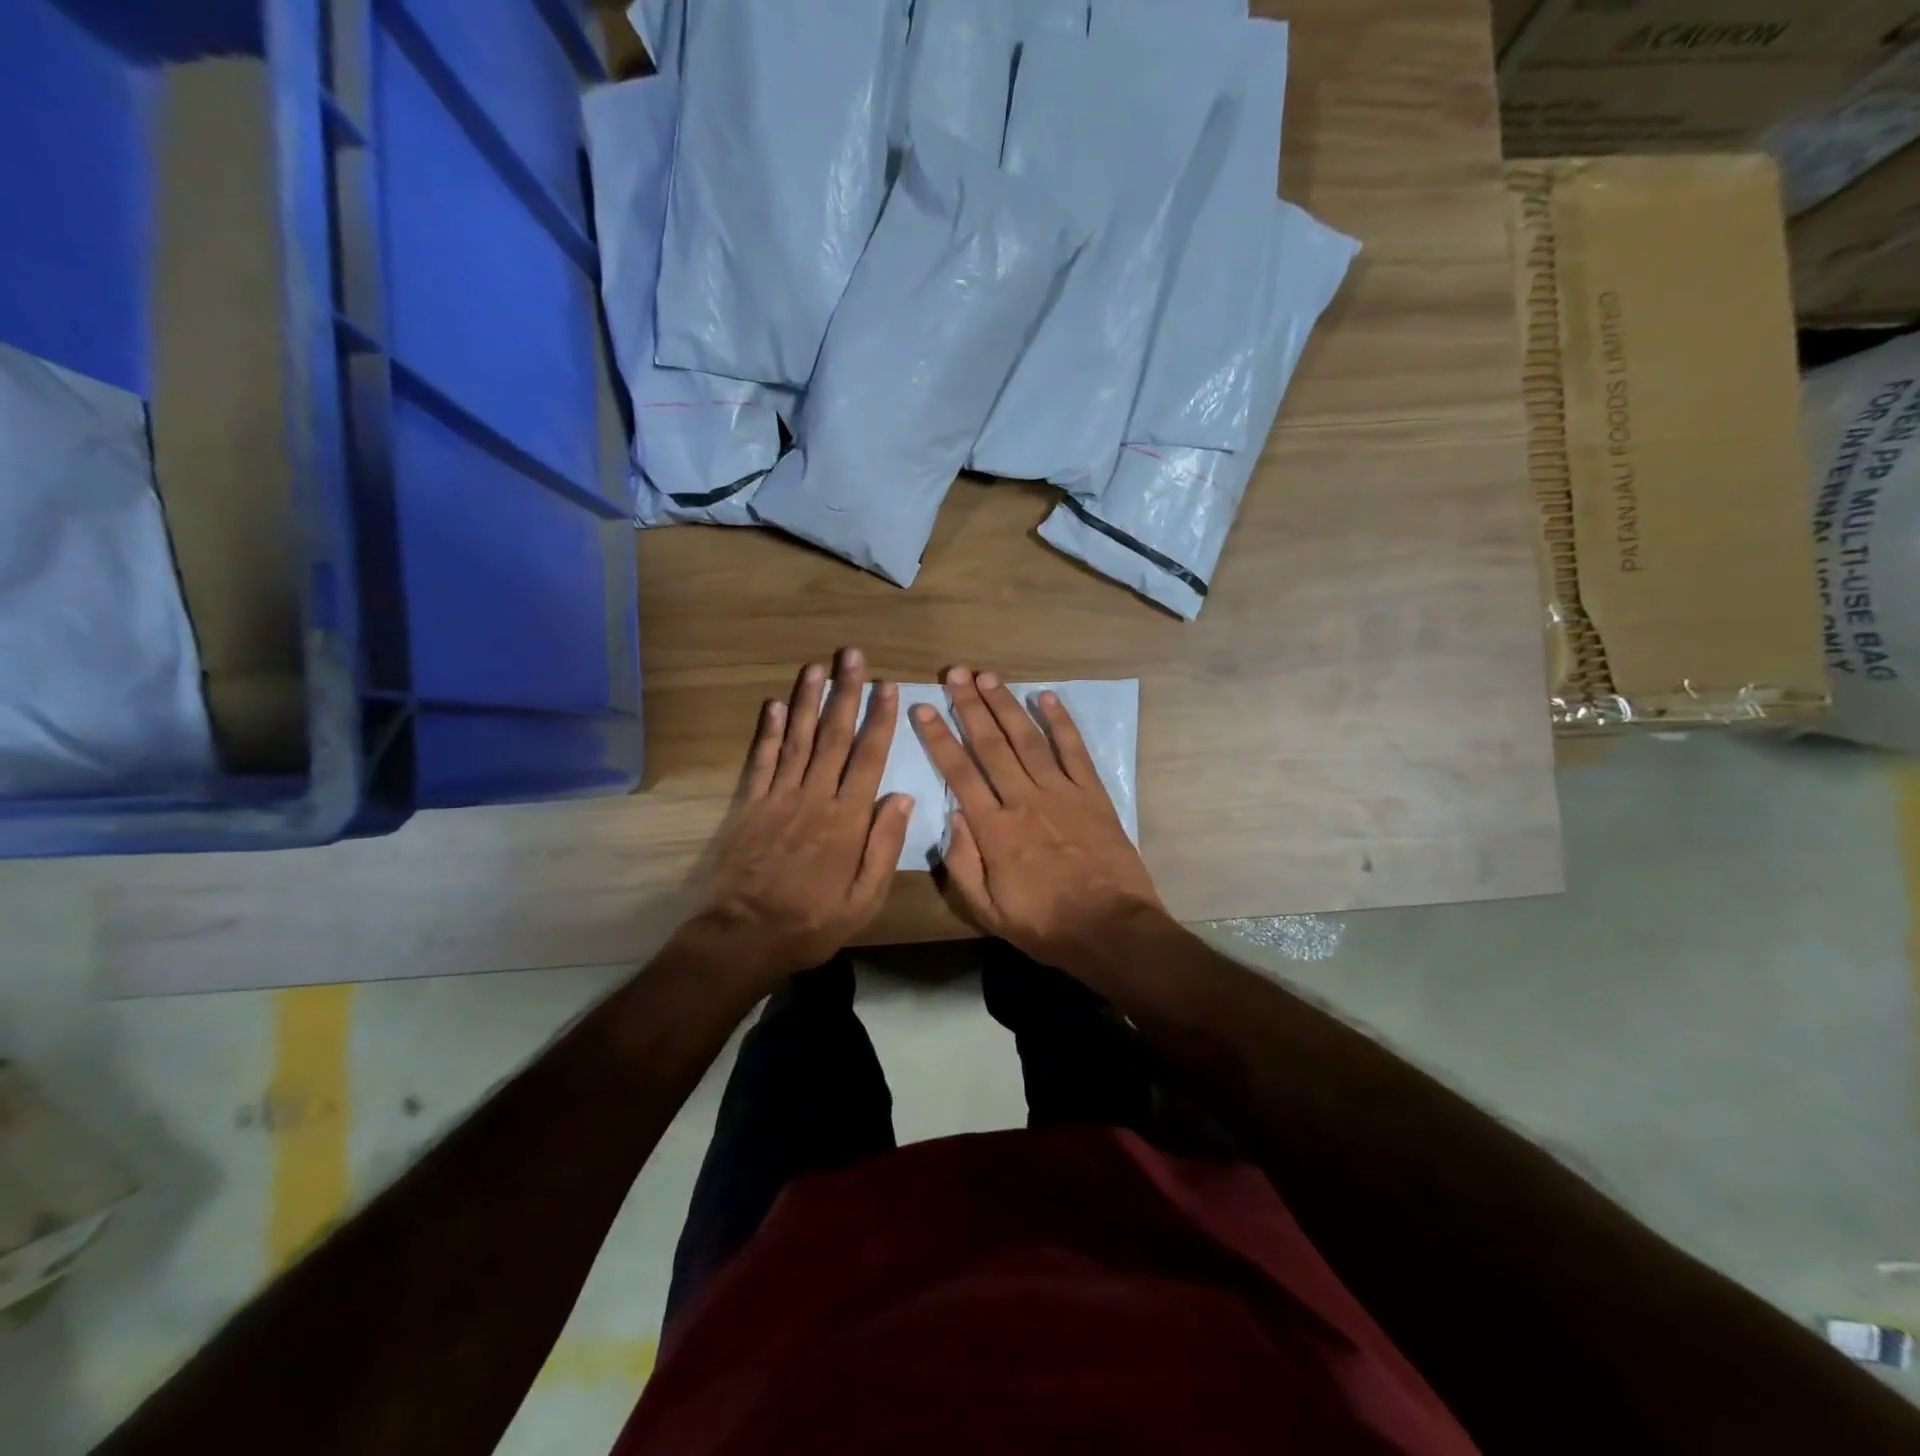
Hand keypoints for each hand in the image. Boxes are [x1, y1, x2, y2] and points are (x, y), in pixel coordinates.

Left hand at [682, 649, 911, 985]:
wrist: (745, 935)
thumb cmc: (812, 922)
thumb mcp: (864, 899)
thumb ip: (884, 847)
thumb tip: (904, 798)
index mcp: (847, 819)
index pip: (868, 758)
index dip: (879, 720)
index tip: (887, 687)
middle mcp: (815, 797)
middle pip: (834, 736)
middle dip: (846, 693)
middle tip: (853, 656)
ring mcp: (779, 797)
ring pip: (799, 739)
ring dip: (809, 700)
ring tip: (817, 666)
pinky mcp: (750, 805)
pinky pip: (762, 760)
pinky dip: (770, 731)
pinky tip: (776, 705)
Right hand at [910, 666, 1166, 977]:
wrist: (1111, 929)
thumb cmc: (1045, 925)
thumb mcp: (987, 911)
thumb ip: (963, 863)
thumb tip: (952, 814)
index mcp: (994, 829)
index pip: (958, 772)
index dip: (938, 737)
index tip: (923, 707)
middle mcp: (1023, 800)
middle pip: (990, 745)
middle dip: (970, 706)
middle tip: (955, 673)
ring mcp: (1061, 793)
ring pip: (1027, 739)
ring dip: (1006, 705)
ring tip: (988, 676)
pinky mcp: (1093, 794)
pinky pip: (1074, 750)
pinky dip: (1060, 722)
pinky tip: (1046, 696)